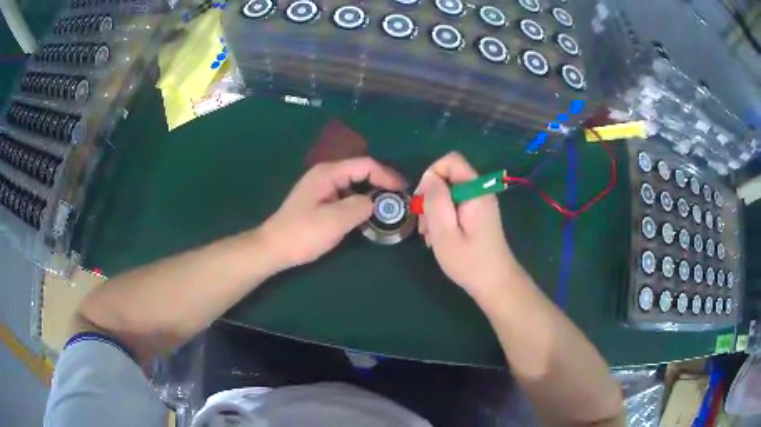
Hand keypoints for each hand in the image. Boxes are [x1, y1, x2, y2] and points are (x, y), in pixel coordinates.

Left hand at [261, 157, 406, 269]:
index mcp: (328, 173)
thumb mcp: (335, 221)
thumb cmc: (302, 233)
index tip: (404, 189)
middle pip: (360, 172)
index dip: (387, 175)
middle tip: (399, 199)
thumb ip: (360, 207)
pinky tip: (368, 214)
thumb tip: (373, 203)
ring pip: (354, 184)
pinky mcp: (320, 201)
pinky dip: (360, 202)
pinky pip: (346, 195)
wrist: (273, 248)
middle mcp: (326, 175)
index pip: (365, 165)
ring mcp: (322, 188)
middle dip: (382, 183)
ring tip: (389, 207)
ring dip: (372, 193)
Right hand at [416, 152, 522, 296]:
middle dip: (430, 197)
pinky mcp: (479, 214)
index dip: (431, 174)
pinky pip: (456, 205)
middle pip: (448, 177)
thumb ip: (435, 200)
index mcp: (475, 190)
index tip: (423, 202)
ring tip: (430, 237)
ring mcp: (480, 203)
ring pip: (449, 192)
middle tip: (424, 226)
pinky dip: (444, 217)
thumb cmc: (469, 261)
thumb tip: (429, 177)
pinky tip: (440, 238)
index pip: (450, 160)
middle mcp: (480, 191)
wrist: (495, 284)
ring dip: (435, 210)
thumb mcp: (444, 232)